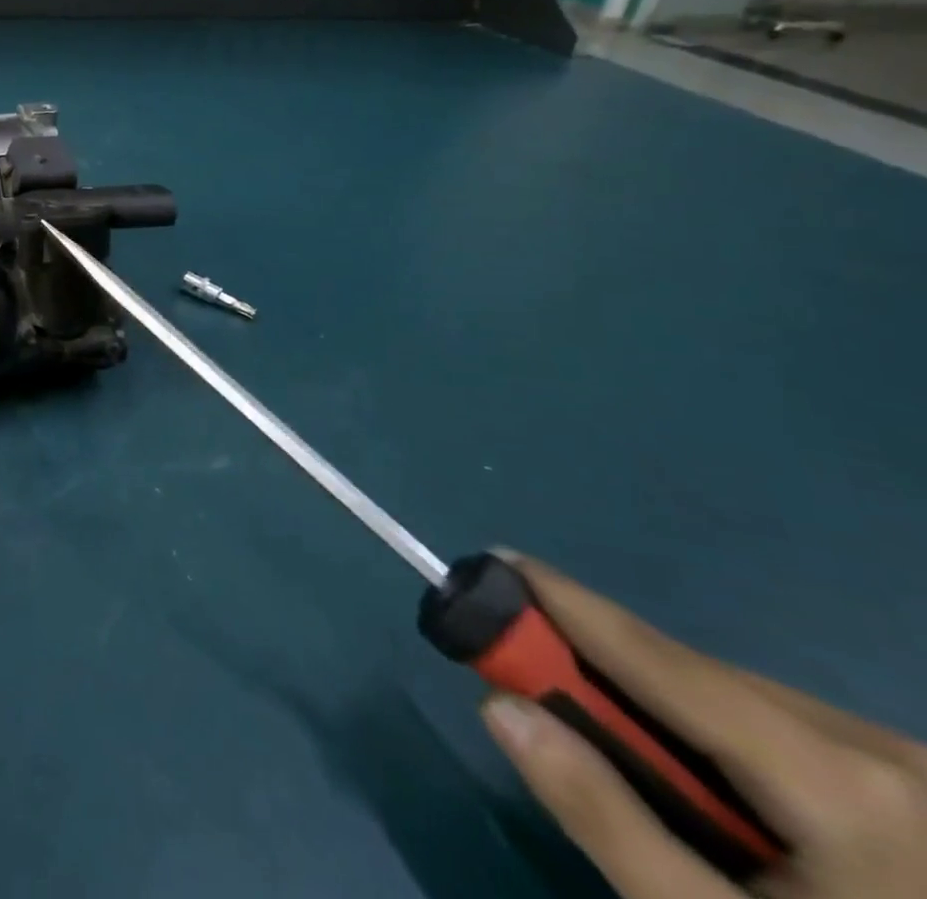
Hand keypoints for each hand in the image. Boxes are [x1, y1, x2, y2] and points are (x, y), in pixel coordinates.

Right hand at [482, 554, 926, 898]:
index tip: (494, 559)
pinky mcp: (922, 793)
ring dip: (668, 711)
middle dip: (613, 675)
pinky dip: (724, 738)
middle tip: (533, 677)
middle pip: (703, 680)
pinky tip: (715, 790)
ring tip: (631, 758)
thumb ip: (605, 818)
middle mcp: (890, 754)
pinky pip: (789, 731)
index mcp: (844, 787)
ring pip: (745, 702)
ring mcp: (918, 772)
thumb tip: (499, 706)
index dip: (568, 604)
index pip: (663, 661)